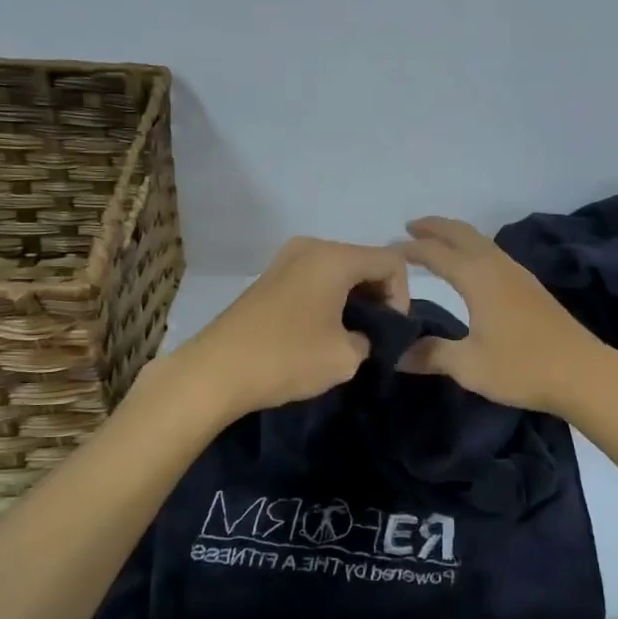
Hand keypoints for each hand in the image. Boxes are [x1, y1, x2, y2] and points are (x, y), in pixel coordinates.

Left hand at [176, 236, 409, 417]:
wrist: (216, 371)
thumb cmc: (287, 358)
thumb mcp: (346, 357)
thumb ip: (371, 339)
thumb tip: (364, 336)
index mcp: (334, 257)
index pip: (391, 262)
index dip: (402, 297)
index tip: (389, 332)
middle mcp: (311, 246)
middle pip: (365, 261)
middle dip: (378, 295)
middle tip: (374, 335)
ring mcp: (286, 259)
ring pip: (339, 270)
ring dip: (353, 298)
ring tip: (348, 336)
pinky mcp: (270, 277)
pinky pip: (315, 278)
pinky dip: (329, 298)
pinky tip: (321, 330)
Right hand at [398, 216, 614, 416]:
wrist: (583, 373)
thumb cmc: (522, 367)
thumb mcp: (469, 365)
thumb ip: (431, 355)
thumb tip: (397, 355)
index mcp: (478, 278)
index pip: (436, 253)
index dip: (410, 249)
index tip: (388, 250)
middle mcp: (498, 267)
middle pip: (462, 234)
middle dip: (435, 227)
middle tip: (410, 226)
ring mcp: (518, 275)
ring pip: (481, 242)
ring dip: (456, 236)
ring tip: (436, 242)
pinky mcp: (531, 288)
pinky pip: (493, 254)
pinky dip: (473, 249)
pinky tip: (473, 266)